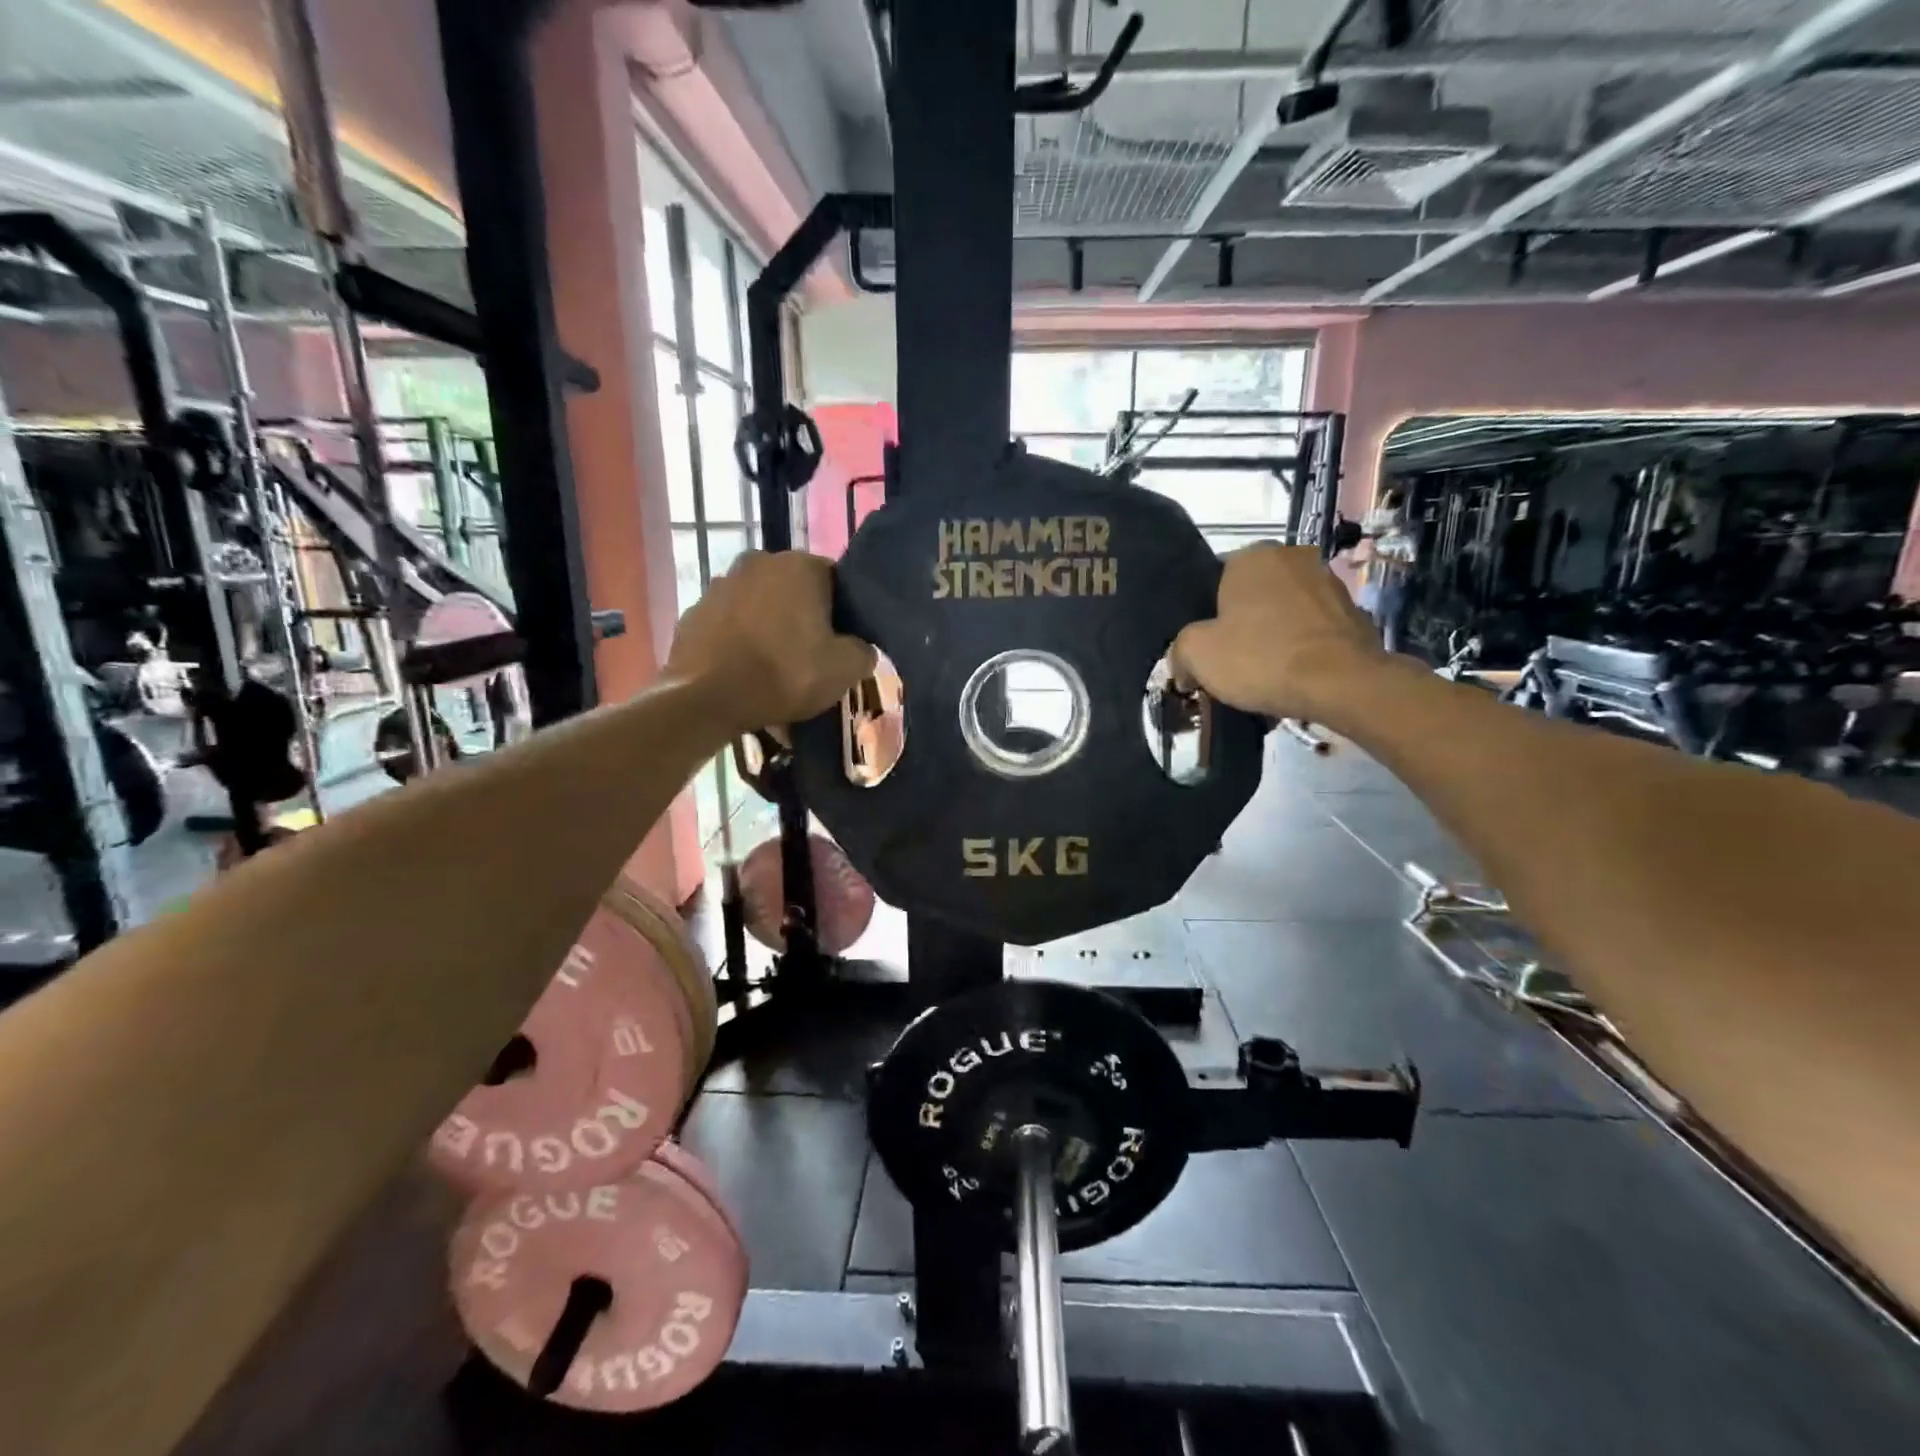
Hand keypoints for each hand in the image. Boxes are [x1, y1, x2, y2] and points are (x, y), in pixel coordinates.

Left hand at [664, 551, 874, 730]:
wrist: (707, 699)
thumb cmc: (785, 674)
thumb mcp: (845, 670)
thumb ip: (863, 651)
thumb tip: (861, 648)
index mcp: (800, 566)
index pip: (835, 580)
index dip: (841, 613)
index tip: (840, 642)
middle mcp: (758, 562)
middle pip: (793, 590)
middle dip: (802, 616)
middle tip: (809, 655)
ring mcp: (720, 584)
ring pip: (758, 605)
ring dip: (768, 627)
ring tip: (772, 667)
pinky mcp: (694, 611)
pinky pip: (729, 623)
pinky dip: (738, 640)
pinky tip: (743, 671)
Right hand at [1170, 544, 1384, 721]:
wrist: (1341, 684)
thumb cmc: (1261, 658)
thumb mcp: (1197, 655)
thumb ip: (1180, 651)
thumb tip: (1183, 666)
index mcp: (1253, 555)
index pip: (1215, 578)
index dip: (1206, 614)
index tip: (1205, 645)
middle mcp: (1294, 557)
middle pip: (1253, 594)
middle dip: (1243, 622)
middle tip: (1231, 660)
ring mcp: (1330, 583)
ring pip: (1286, 611)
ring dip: (1275, 634)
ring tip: (1265, 673)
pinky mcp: (1355, 613)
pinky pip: (1314, 630)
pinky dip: (1303, 648)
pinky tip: (1295, 677)